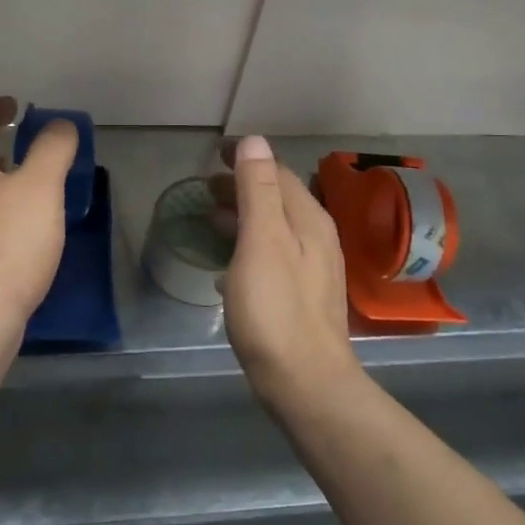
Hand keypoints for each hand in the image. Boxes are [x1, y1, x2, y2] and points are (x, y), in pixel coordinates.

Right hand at [216, 136, 361, 405]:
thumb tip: (255, 141)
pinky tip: (227, 265)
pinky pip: (271, 255)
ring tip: (212, 217)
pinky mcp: (300, 297)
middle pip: (277, 198)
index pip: (277, 172)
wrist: (305, 382)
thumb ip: (258, 190)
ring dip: (244, 215)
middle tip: (207, 183)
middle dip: (243, 185)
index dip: (247, 158)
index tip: (215, 151)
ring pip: (274, 228)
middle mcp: (316, 238)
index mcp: (308, 219)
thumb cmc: (276, 308)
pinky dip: (247, 246)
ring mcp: (312, 269)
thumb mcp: (262, 241)